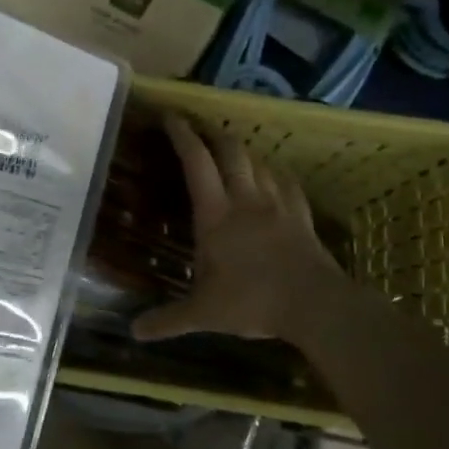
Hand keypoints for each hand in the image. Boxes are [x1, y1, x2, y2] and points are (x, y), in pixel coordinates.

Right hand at [133, 114, 348, 345]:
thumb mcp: (203, 314)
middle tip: (198, 125)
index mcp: (215, 214)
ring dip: (241, 149)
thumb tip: (132, 332)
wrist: (315, 305)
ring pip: (257, 161)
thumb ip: (167, 320)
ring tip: (230, 149)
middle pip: (229, 150)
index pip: (195, 161)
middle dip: (211, 131)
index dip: (181, 135)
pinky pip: (286, 182)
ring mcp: (277, 203)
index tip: (170, 117)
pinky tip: (272, 175)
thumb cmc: (253, 302)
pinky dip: (273, 172)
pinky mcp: (301, 214)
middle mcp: (245, 198)